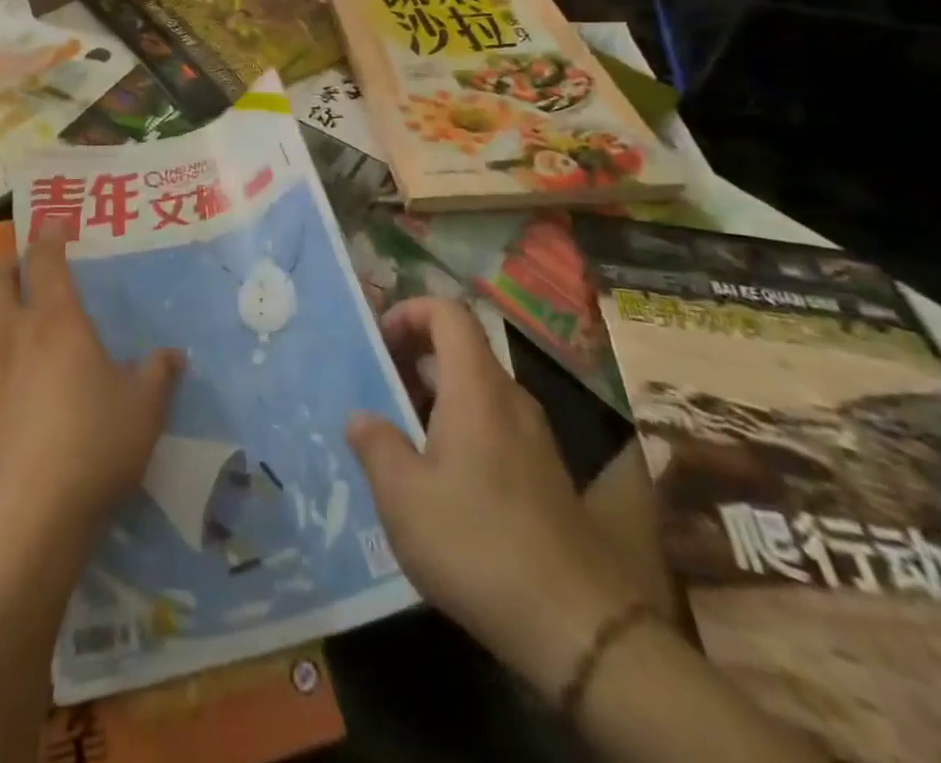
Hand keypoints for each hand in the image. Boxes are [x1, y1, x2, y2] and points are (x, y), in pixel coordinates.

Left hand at [0, 228, 183, 553]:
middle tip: (12, 267)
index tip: (53, 222)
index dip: (49, 237)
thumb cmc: (95, 445)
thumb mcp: (145, 409)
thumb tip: (173, 355)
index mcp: (57, 324)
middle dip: (0, 268)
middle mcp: (10, 339)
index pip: (48, 264)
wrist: (32, 511)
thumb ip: (158, 376)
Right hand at [345, 298, 641, 699]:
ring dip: (432, 397)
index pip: (448, 313)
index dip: (409, 311)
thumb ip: (375, 445)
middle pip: (460, 350)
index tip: (377, 341)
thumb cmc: (477, 544)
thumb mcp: (403, 496)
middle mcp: (509, 400)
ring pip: (475, 391)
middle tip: (373, 388)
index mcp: (476, 388)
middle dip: (412, 357)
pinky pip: (491, 426)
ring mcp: (532, 439)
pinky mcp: (542, 476)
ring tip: (395, 434)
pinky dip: (457, 428)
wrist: (579, 630)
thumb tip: (361, 417)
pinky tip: (434, 479)